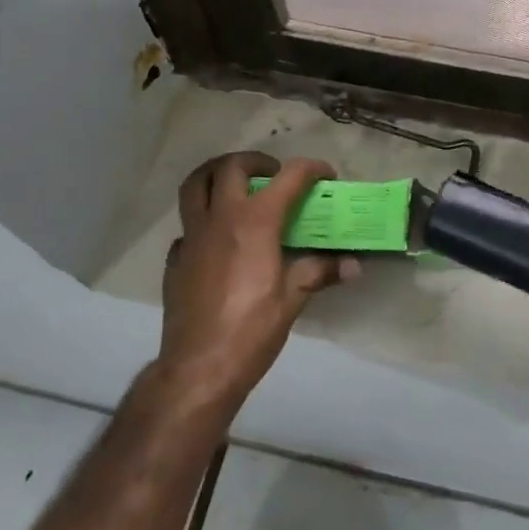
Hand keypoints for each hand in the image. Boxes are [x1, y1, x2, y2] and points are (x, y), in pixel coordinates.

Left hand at [158, 152, 357, 411]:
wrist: (199, 369)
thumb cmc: (252, 330)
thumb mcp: (293, 298)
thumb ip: (320, 271)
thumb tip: (353, 265)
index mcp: (255, 222)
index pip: (288, 177)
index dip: (311, 169)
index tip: (325, 175)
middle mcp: (221, 218)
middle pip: (231, 167)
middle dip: (255, 161)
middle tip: (272, 173)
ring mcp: (192, 237)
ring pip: (196, 185)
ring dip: (216, 175)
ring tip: (236, 186)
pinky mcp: (175, 259)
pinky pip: (187, 226)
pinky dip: (203, 221)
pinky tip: (217, 241)